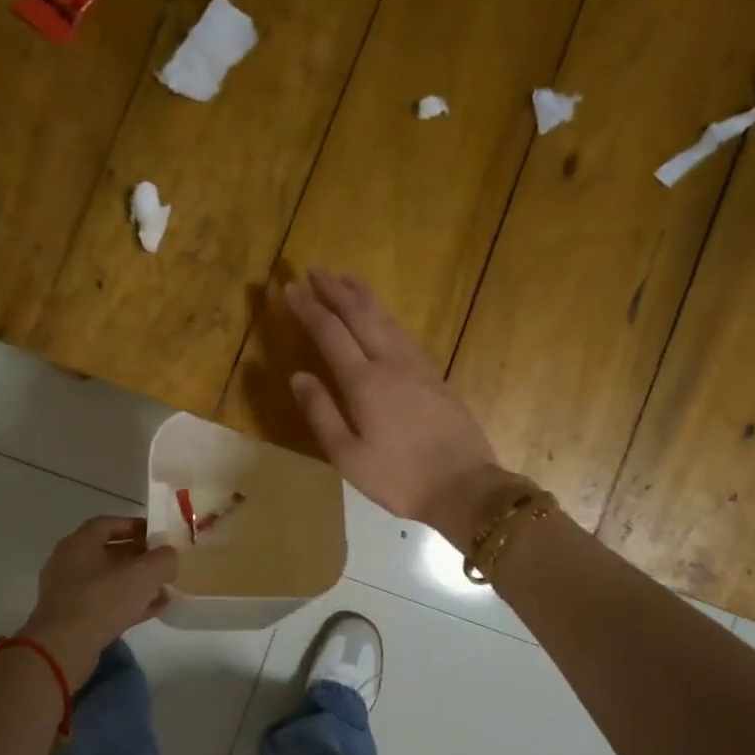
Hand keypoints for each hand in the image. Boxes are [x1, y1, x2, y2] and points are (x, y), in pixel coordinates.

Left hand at [20, 517, 177, 683]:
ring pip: (109, 580)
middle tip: (164, 563)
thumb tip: (169, 556)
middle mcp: (70, 563)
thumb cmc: (102, 600)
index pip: (108, 524)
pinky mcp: (73, 618)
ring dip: (137, 583)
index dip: (135, 526)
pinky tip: (154, 609)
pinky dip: (129, 603)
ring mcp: (69, 592)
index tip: (158, 535)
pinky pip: (105, 603)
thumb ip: (163, 559)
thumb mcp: (144, 574)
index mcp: (80, 543)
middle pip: (109, 552)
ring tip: (165, 588)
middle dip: (140, 557)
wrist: (63, 649)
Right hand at [283, 266, 521, 543]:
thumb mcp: (348, 456)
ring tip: (345, 277)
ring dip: (363, 295)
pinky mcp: (436, 376)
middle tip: (315, 268)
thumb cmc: (399, 478)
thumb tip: (297, 376)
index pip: (330, 333)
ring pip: (386, 318)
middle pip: (360, 314)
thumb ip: (321, 413)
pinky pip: (404, 333)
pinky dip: (386, 315)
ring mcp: (418, 366)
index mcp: (364, 382)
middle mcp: (391, 363)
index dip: (309, 308)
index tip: (290, 288)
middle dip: (335, 289)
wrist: (464, 487)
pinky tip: (381, 316)